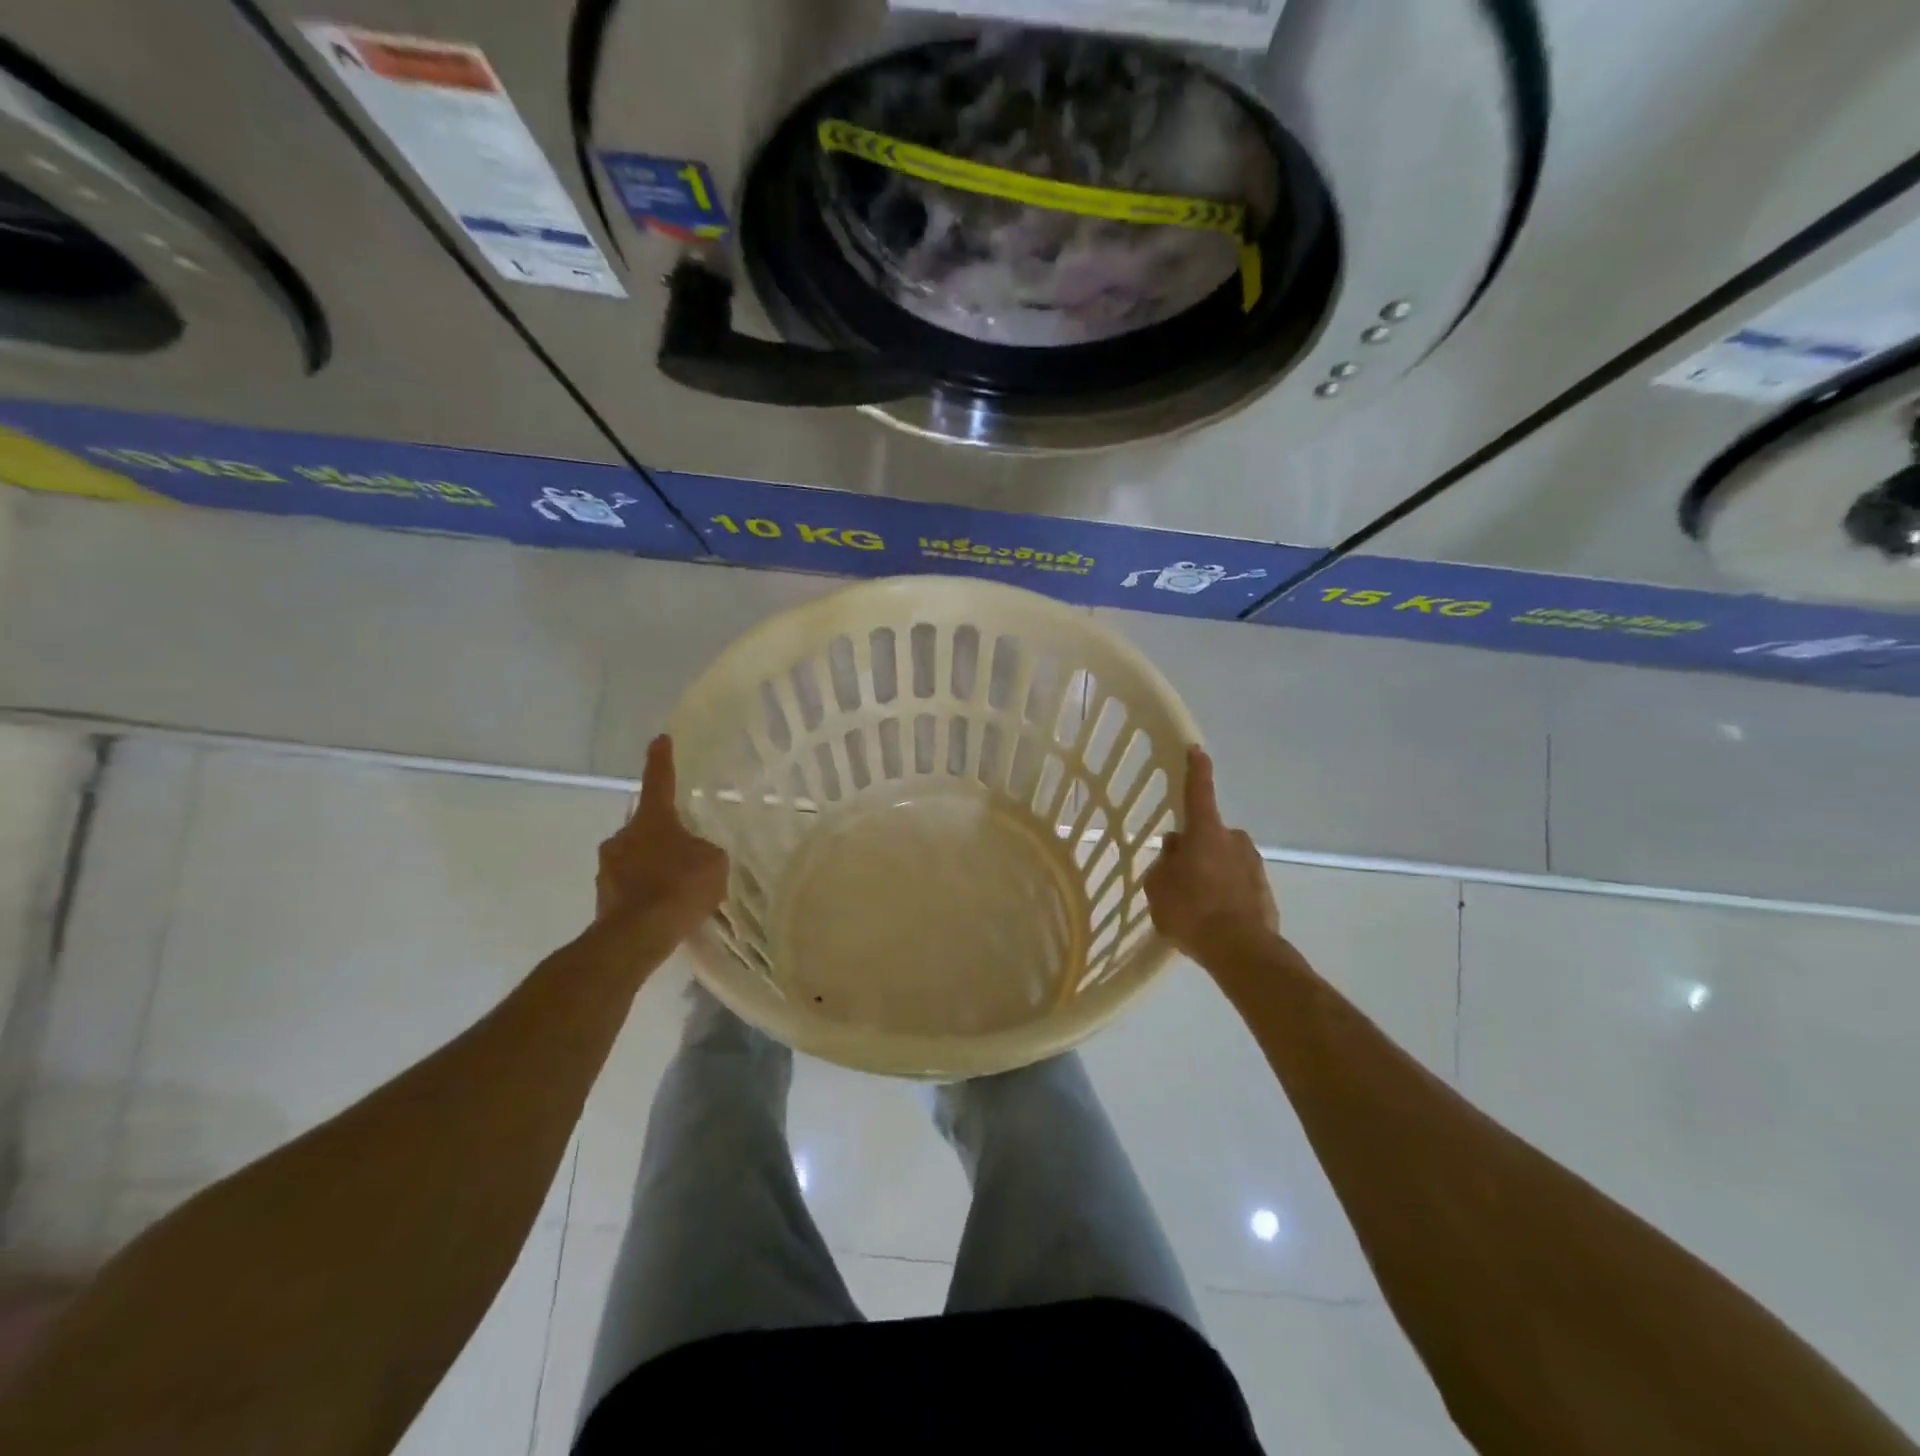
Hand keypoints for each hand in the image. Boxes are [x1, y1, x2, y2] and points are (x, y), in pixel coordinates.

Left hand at [596, 735, 727, 940]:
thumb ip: (705, 850)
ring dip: (652, 865)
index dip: (662, 760)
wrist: (638, 935)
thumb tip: (695, 853)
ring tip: (677, 888)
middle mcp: (622, 836)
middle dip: (662, 835)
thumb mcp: (714, 861)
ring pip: (635, 857)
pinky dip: (645, 891)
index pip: (659, 780)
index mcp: (652, 819)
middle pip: (645, 826)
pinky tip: (664, 908)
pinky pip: (630, 886)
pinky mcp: (603, 898)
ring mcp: (607, 867)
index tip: (660, 740)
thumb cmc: (680, 887)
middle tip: (684, 851)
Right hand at [1144, 745, 1277, 957]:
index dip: (1196, 770)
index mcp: (1205, 832)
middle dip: (1196, 848)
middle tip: (1178, 875)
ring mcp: (1253, 865)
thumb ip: (1164, 862)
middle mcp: (1233, 840)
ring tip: (1195, 905)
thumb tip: (1176, 848)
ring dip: (1211, 873)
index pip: (1199, 792)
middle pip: (1209, 835)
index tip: (1197, 750)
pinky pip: (1237, 885)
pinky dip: (1226, 894)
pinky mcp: (1265, 892)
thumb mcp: (1158, 886)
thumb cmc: (1191, 910)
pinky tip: (1213, 918)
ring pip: (1224, 861)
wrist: (1241, 950)